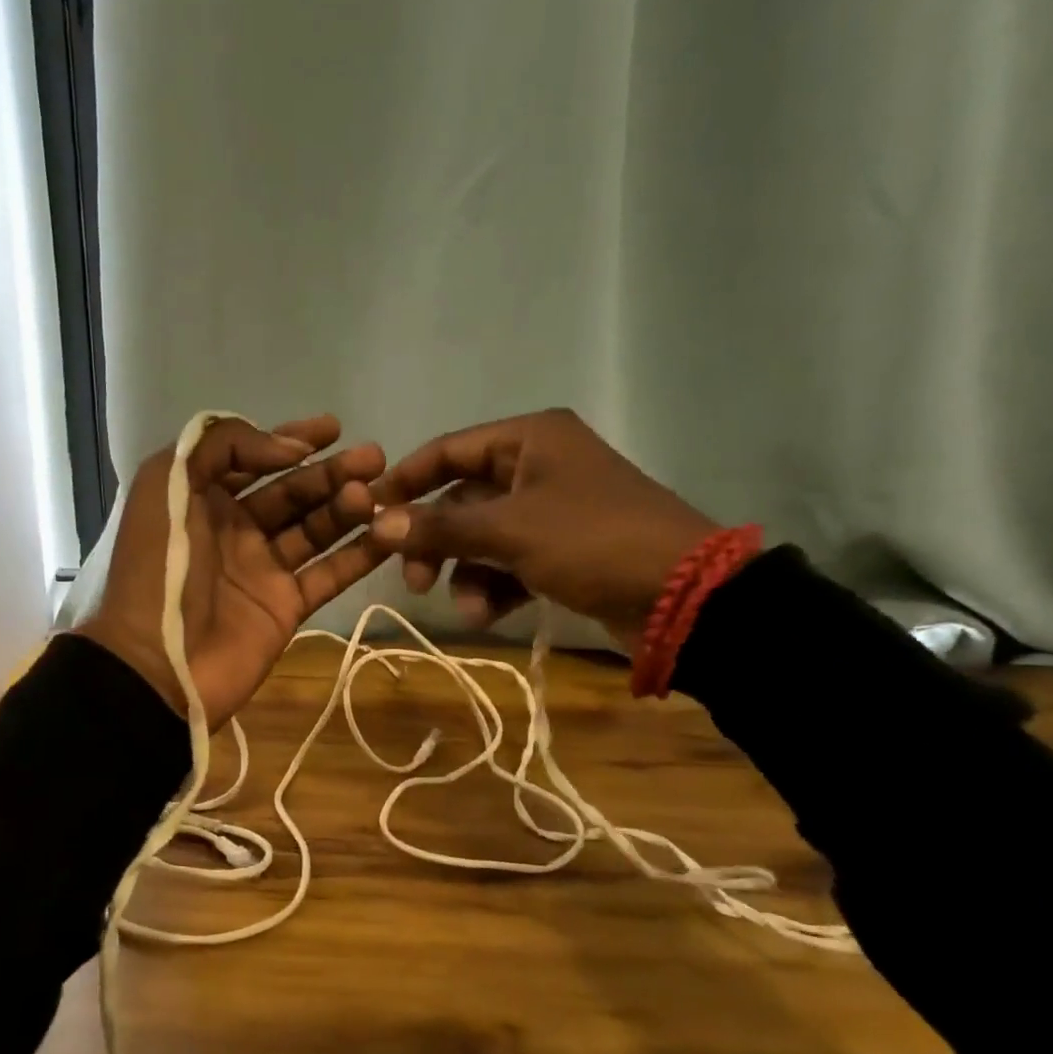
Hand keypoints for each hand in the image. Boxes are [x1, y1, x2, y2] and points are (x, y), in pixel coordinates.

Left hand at [77, 415, 386, 727]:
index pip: (254, 458)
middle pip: (293, 492)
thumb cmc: (159, 566)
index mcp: (202, 498)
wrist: (156, 662)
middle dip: (332, 472)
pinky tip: (390, 534)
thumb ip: (221, 445)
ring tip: (377, 494)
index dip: (292, 439)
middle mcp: (236, 529)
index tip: (334, 428)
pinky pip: (329, 574)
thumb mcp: (169, 483)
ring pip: (315, 529)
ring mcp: (263, 569)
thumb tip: (292, 450)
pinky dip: (360, 556)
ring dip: (347, 508)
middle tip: (375, 459)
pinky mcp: (286, 606)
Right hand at [370, 408, 718, 650]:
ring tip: (470, 610)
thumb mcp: (510, 531)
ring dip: (467, 574)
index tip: (369, 515)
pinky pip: (510, 561)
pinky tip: (492, 614)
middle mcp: (537, 465)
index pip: (448, 450)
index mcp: (530, 439)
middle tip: (415, 580)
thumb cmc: (592, 541)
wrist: (683, 595)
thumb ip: (441, 527)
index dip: (406, 481)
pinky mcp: (563, 549)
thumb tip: (378, 524)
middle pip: (462, 499)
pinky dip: (496, 586)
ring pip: (483, 537)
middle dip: (437, 543)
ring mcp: (551, 510)